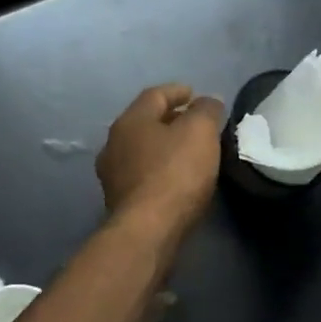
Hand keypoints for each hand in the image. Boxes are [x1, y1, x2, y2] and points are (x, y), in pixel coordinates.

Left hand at [96, 83, 224, 239]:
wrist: (148, 230)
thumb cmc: (175, 173)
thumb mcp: (200, 132)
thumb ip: (206, 111)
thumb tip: (207, 102)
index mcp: (130, 121)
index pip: (155, 95)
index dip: (177, 91)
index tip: (195, 94)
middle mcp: (114, 144)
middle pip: (145, 123)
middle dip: (170, 120)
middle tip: (194, 123)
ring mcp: (113, 175)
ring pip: (142, 151)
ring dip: (163, 147)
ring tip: (187, 152)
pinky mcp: (119, 202)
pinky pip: (143, 176)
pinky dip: (159, 170)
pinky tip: (176, 179)